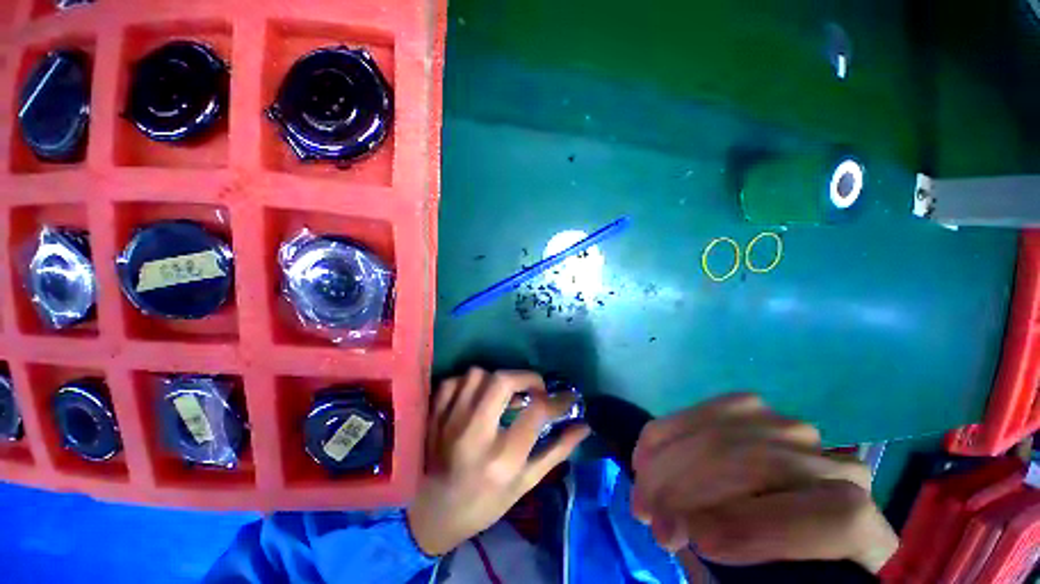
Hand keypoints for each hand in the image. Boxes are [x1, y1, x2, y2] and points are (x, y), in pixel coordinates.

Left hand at [407, 368, 589, 555]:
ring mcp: (449, 421)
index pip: (536, 412)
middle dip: (527, 378)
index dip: (558, 400)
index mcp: (501, 458)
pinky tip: (476, 396)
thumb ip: (555, 451)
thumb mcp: (524, 484)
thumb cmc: (484, 504)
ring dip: (497, 379)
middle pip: (503, 381)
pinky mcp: (433, 415)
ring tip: (504, 394)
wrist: (432, 514)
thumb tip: (584, 426)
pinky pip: (454, 381)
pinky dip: (469, 383)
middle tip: (535, 388)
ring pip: (477, 375)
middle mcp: (474, 434)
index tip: (568, 397)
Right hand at [631, 393, 897, 572]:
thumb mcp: (755, 583)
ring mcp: (797, 434)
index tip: (697, 543)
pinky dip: (674, 428)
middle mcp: (840, 471)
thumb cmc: (766, 570)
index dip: (762, 530)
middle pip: (766, 463)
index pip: (835, 518)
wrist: (772, 531)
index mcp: (864, 532)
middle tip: (647, 513)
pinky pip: (715, 408)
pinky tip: (649, 450)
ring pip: (732, 432)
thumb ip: (738, 565)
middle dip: (693, 487)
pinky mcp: (759, 412)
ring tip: (642, 485)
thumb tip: (691, 528)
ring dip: (673, 457)